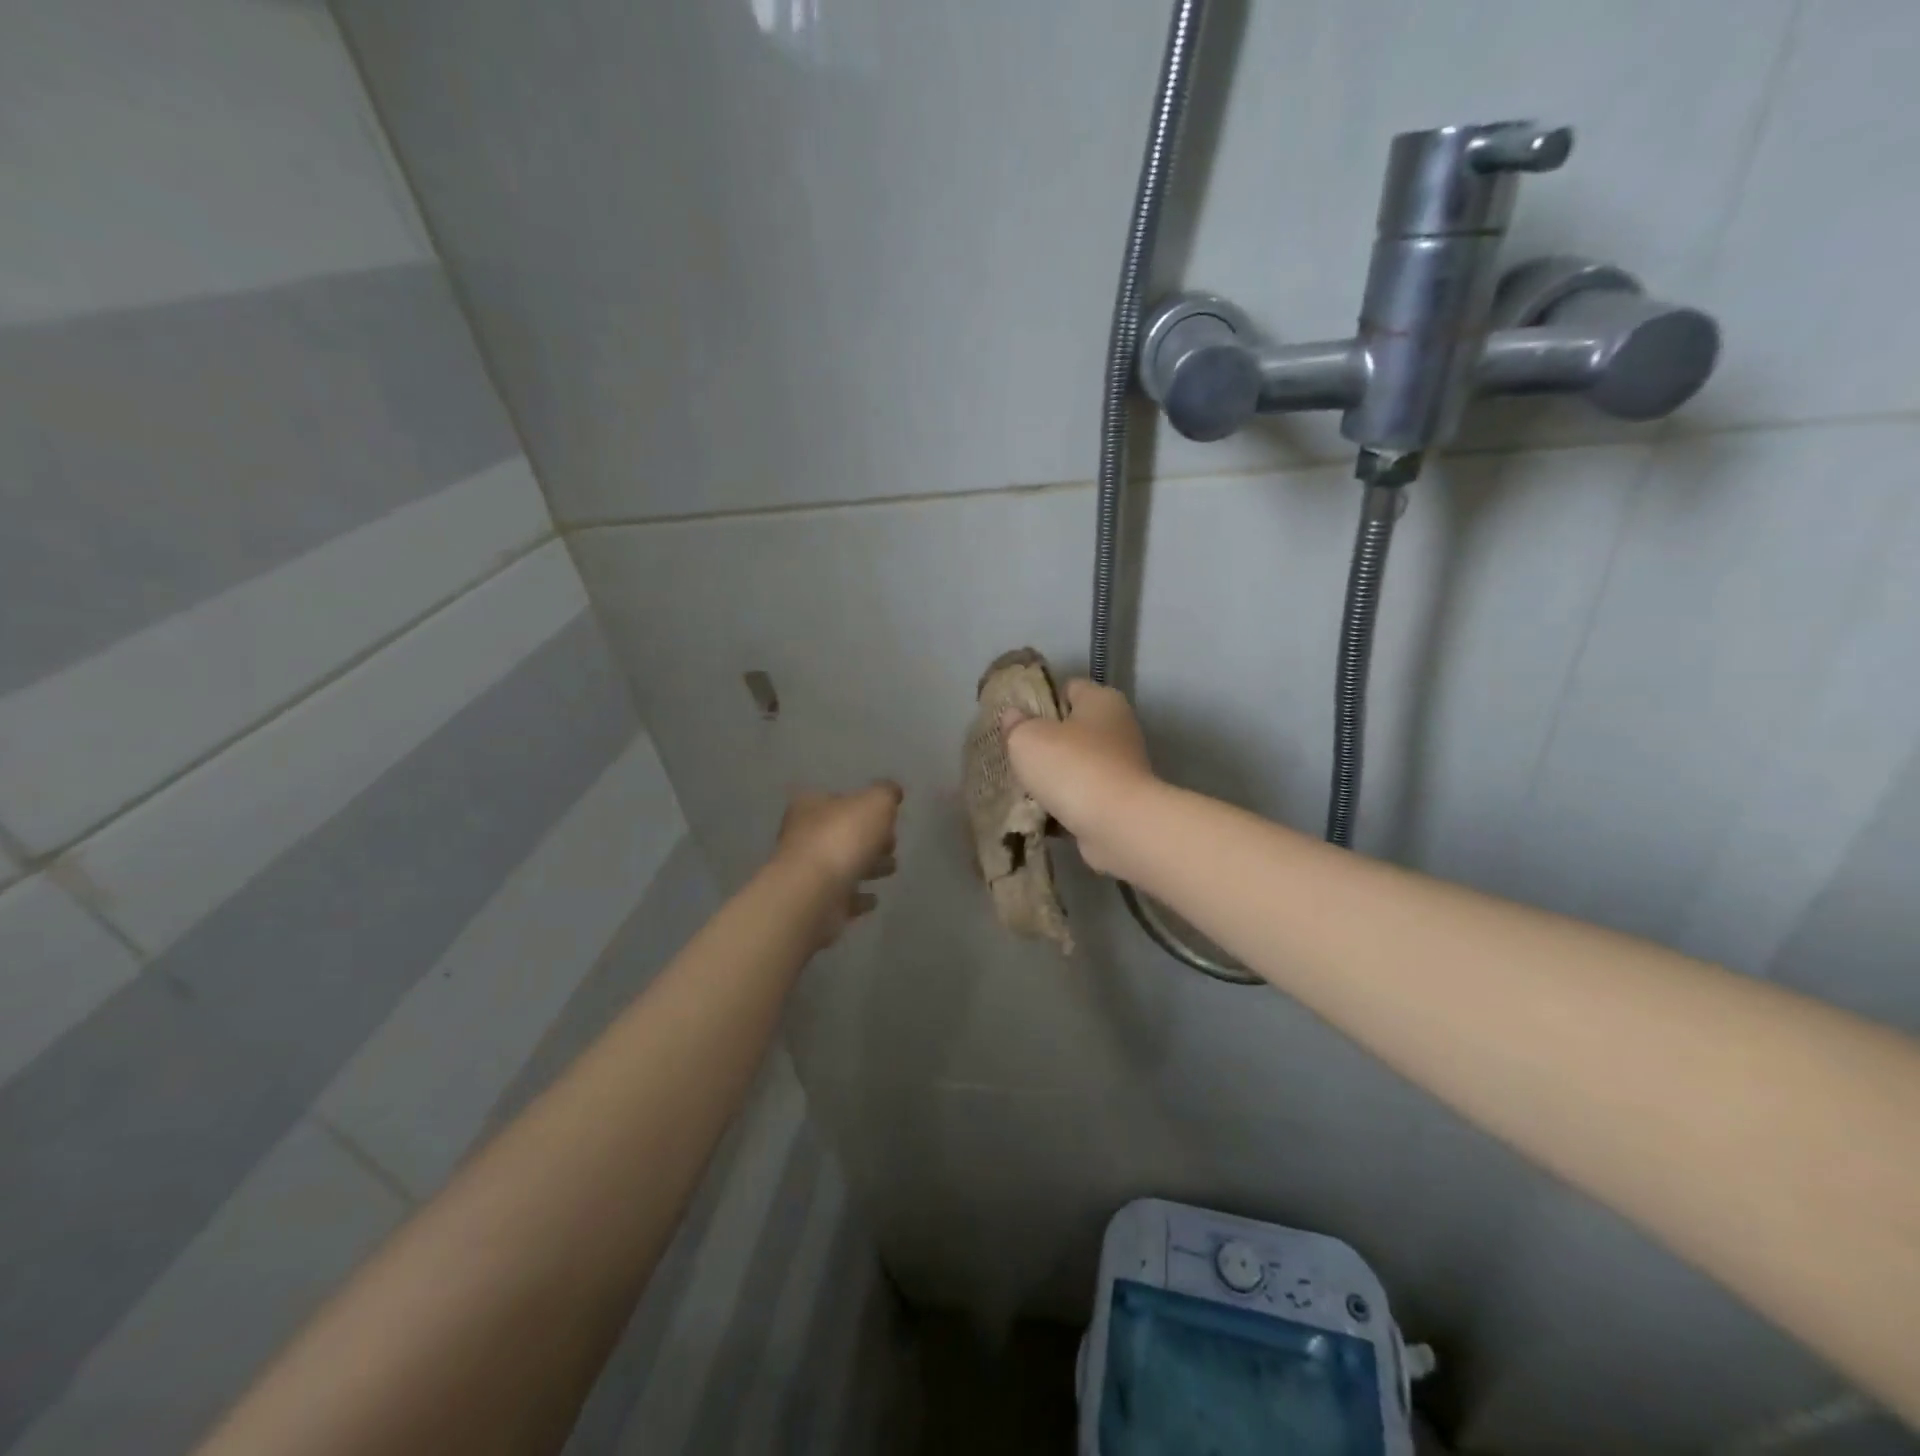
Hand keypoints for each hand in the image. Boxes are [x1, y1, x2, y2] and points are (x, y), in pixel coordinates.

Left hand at [772, 781, 902, 946]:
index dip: (863, 806)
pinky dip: (857, 898)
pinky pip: (841, 897)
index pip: (838, 799)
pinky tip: (873, 899)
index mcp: (811, 806)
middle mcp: (802, 836)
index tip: (887, 818)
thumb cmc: (842, 838)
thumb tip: (892, 791)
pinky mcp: (814, 903)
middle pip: (841, 833)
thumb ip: (886, 794)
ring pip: (842, 865)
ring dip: (866, 867)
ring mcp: (806, 872)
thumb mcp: (875, 803)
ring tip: (891, 870)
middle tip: (892, 845)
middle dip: (868, 839)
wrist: (814, 894)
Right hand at [1000, 680, 1157, 875]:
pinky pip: (1084, 796)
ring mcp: (1122, 767)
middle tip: (1016, 755)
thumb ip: (1016, 724)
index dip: (1041, 699)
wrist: (1117, 824)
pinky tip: (1041, 814)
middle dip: (1045, 742)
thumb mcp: (1027, 738)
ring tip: (1024, 788)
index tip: (1017, 720)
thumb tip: (1015, 716)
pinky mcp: (1121, 801)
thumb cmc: (1072, 767)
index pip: (1069, 688)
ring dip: (1055, 777)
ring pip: (1078, 765)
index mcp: (1102, 700)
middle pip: (1074, 728)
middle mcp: (1119, 728)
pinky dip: (1066, 804)